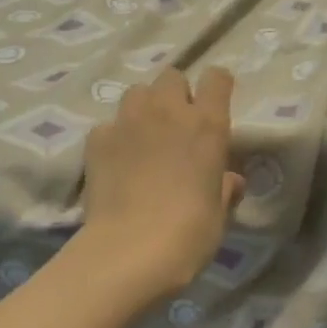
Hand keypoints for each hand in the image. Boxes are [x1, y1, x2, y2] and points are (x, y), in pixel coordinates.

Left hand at [77, 66, 244, 298]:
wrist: (131, 250)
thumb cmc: (189, 233)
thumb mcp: (218, 214)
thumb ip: (223, 188)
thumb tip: (230, 180)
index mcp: (207, 125)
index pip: (216, 78)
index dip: (217, 87)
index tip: (215, 105)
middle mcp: (167, 111)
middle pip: (172, 76)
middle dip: (175, 95)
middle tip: (176, 127)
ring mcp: (127, 121)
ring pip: (137, 93)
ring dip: (144, 108)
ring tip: (144, 138)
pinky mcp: (96, 139)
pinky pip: (108, 125)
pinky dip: (115, 137)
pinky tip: (116, 163)